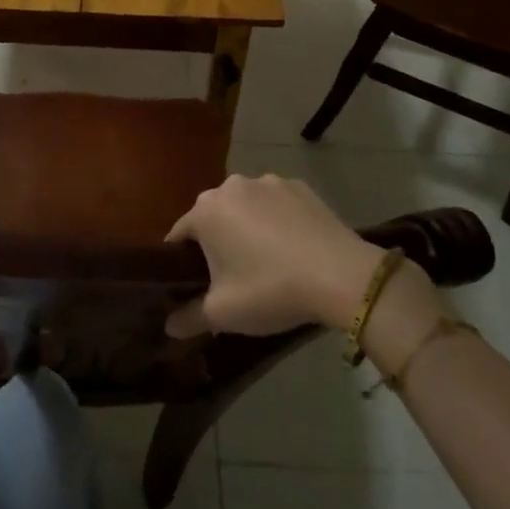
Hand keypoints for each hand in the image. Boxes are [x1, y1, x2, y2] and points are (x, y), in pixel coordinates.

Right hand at [163, 174, 440, 338]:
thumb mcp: (223, 313)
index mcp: (205, 210)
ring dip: (247, 227)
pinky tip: (293, 248)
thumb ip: (189, 317)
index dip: (181, 262)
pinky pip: (277, 204)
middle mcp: (231, 186)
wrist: (341, 275)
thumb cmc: (270, 289)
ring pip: (246, 207)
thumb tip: (168, 326)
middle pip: (213, 216)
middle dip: (216, 242)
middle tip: (230, 277)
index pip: (179, 235)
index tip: (192, 285)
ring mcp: (268, 182)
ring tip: (265, 262)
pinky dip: (278, 221)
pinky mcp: (300, 187)